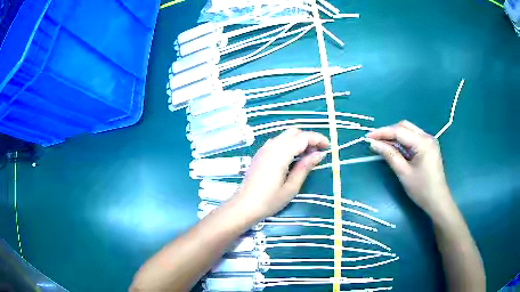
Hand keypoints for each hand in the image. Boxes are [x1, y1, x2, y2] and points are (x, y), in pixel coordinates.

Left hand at [231, 128, 328, 220]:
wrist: (244, 206)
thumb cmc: (269, 201)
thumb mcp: (291, 187)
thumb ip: (305, 167)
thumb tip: (319, 154)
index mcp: (279, 154)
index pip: (302, 137)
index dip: (317, 139)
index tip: (328, 147)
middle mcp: (271, 147)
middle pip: (293, 132)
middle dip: (308, 138)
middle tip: (317, 153)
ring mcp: (263, 149)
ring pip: (285, 136)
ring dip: (298, 141)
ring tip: (307, 156)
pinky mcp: (260, 154)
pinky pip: (277, 142)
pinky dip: (289, 144)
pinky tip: (292, 158)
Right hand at [366, 121, 453, 216]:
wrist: (437, 201)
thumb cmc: (421, 189)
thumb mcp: (404, 173)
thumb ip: (389, 155)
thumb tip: (374, 144)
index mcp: (423, 142)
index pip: (399, 131)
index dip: (382, 133)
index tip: (368, 137)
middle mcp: (427, 137)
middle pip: (404, 126)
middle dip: (388, 132)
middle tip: (375, 141)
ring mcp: (429, 141)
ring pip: (409, 130)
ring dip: (395, 135)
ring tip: (382, 144)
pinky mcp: (429, 147)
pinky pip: (413, 138)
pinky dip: (403, 140)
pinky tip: (396, 147)